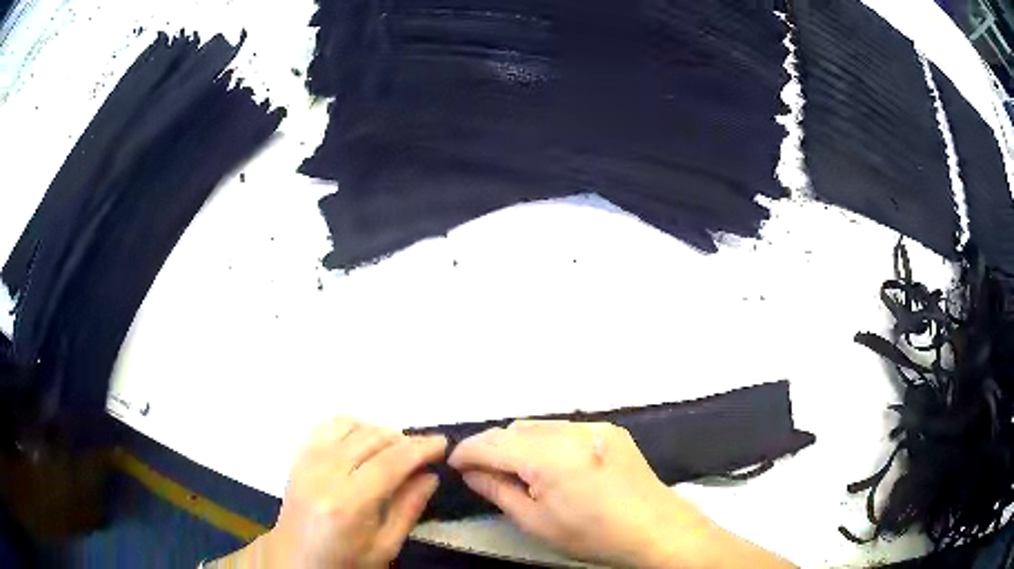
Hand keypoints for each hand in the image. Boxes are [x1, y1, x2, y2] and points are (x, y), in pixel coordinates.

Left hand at [217, 417, 446, 567]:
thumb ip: (409, 509)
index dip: (421, 448)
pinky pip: (327, 425)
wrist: (296, 558)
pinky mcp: (298, 456)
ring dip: (378, 431)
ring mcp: (307, 460)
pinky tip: (362, 442)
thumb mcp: (385, 546)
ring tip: (394, 450)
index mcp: (348, 503)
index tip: (443, 443)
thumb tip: (430, 475)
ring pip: (350, 425)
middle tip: (423, 452)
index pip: (391, 462)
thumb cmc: (344, 560)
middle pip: (371, 438)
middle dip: (404, 439)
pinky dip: (352, 426)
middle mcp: (324, 473)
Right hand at [449, 420, 792, 568]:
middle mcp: (571, 430)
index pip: (493, 443)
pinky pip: (565, 428)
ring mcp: (594, 425)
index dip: (467, 452)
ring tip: (517, 470)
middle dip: (493, 446)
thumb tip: (471, 471)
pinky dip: (546, 441)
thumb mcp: (535, 521)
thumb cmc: (593, 534)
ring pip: (539, 425)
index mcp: (549, 456)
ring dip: (520, 442)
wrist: (654, 529)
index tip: (453, 464)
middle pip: (515, 428)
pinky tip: (552, 465)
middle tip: (484, 472)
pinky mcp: (610, 428)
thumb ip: (498, 490)